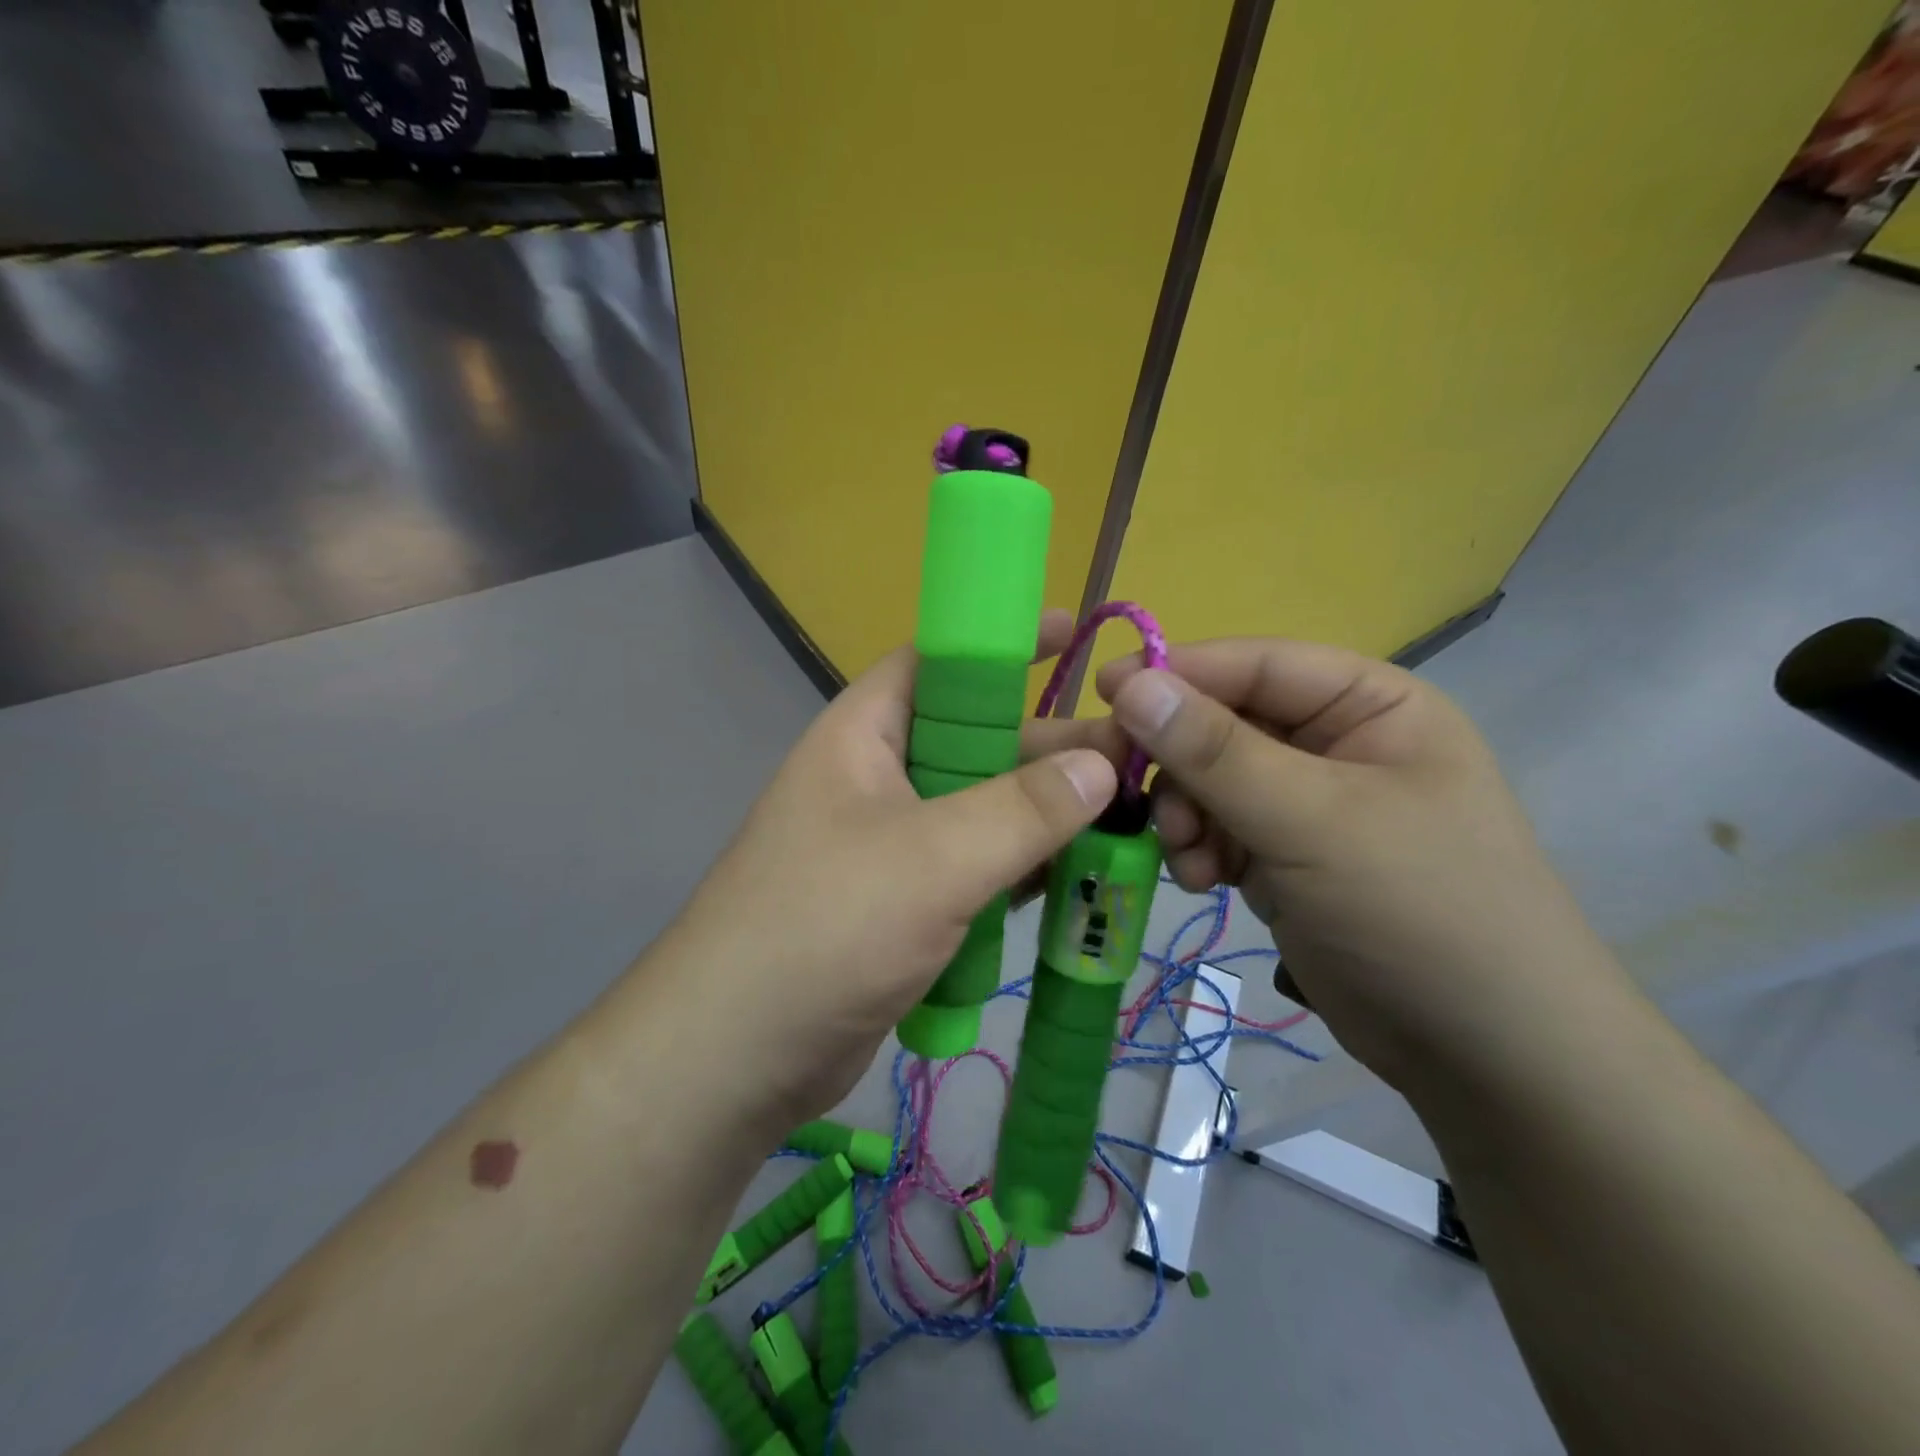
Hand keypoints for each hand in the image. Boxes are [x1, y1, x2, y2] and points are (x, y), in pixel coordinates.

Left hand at [660, 612, 1120, 1124]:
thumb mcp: (933, 857)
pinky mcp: (901, 905)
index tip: (1072, 638)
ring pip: (979, 811)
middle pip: (973, 741)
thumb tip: (1102, 764)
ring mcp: (888, 846)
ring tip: (1125, 818)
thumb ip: (1023, 809)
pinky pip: (972, 869)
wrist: (735, 1056)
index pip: (936, 663)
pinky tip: (1073, 879)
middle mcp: (875, 780)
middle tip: (1131, 754)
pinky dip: (1017, 871)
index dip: (1001, 646)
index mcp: (864, 736)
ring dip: (1041, 816)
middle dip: (1046, 747)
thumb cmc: (827, 928)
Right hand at [1097, 638, 1608, 1088]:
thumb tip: (1130, 684)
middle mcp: (1337, 743)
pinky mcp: (1286, 855)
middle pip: (1225, 724)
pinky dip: (1200, 850)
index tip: (1105, 691)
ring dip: (1187, 815)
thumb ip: (1216, 751)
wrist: (1485, 1056)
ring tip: (1191, 860)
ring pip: (1211, 780)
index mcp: (1370, 705)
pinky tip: (1205, 883)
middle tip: (1144, 804)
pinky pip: (1218, 828)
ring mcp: (1309, 803)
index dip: (1180, 672)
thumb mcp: (1314, 821)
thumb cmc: (1419, 911)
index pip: (1257, 664)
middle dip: (1182, 766)